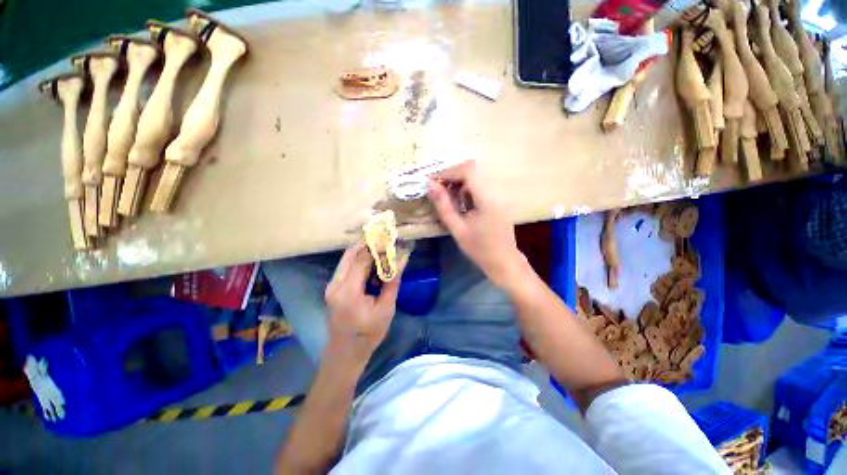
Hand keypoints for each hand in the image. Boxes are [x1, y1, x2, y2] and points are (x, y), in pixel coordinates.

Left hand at [324, 243, 405, 361]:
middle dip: (371, 247)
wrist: (345, 353)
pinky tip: (373, 267)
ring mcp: (331, 285)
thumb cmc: (368, 334)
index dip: (378, 248)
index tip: (392, 243)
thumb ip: (392, 282)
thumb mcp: (386, 308)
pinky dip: (360, 262)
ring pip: (348, 258)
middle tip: (387, 246)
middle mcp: (335, 284)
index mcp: (348, 291)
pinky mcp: (332, 287)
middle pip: (352, 254)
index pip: (363, 259)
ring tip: (382, 254)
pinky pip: (346, 266)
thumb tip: (402, 259)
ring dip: (365, 253)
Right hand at [428, 161, 527, 288]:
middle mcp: (494, 192)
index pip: (467, 171)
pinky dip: (465, 191)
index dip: (448, 172)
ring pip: (474, 179)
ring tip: (444, 196)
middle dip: (451, 177)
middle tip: (436, 188)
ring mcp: (497, 196)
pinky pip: (478, 188)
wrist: (503, 262)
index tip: (432, 181)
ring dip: (457, 183)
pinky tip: (458, 203)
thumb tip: (430, 185)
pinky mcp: (496, 201)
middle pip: (471, 171)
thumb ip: (443, 206)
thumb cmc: (479, 249)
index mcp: (486, 198)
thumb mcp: (457, 229)